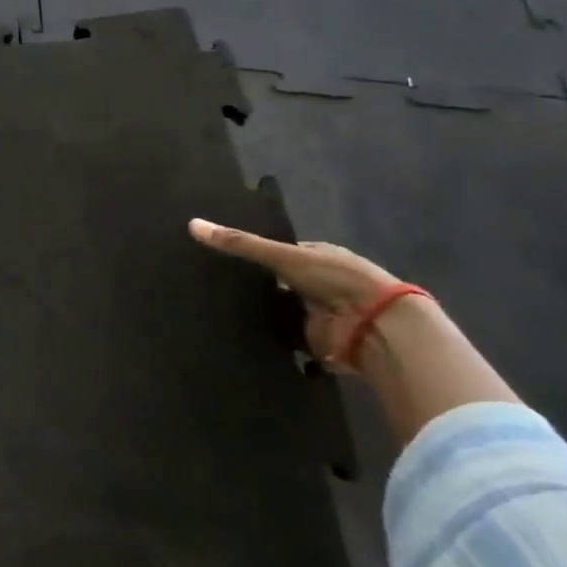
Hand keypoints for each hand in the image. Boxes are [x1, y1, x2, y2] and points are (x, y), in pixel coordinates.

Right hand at [188, 219, 402, 365]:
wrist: (376, 328)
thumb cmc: (334, 279)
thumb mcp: (283, 256)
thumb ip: (239, 244)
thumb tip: (191, 224)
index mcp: (318, 256)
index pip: (279, 252)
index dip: (254, 254)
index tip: (221, 257)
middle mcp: (319, 283)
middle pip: (278, 283)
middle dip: (254, 286)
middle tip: (211, 284)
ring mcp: (318, 313)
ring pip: (279, 310)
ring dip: (259, 313)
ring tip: (214, 308)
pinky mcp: (315, 341)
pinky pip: (283, 337)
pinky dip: (267, 337)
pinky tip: (235, 333)